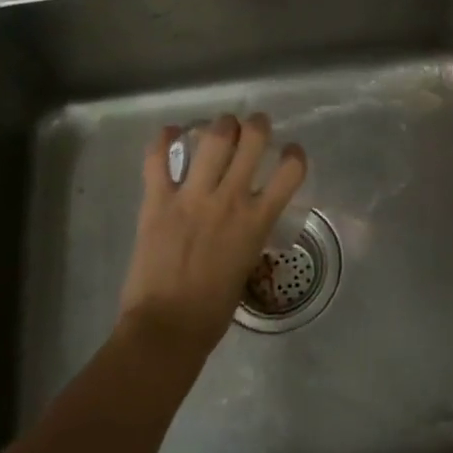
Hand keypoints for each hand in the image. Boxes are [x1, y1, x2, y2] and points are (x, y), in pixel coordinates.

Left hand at [119, 113, 307, 353]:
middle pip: (252, 140)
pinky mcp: (157, 201)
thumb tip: (246, 218)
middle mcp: (229, 200)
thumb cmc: (213, 309)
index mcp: (257, 221)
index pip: (290, 171)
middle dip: (256, 125)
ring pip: (212, 139)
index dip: (295, 154)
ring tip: (220, 127)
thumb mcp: (247, 264)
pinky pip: (157, 159)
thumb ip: (249, 233)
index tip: (290, 152)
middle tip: (254, 126)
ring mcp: (192, 197)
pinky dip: (163, 140)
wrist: (167, 328)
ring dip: (220, 125)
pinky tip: (170, 133)